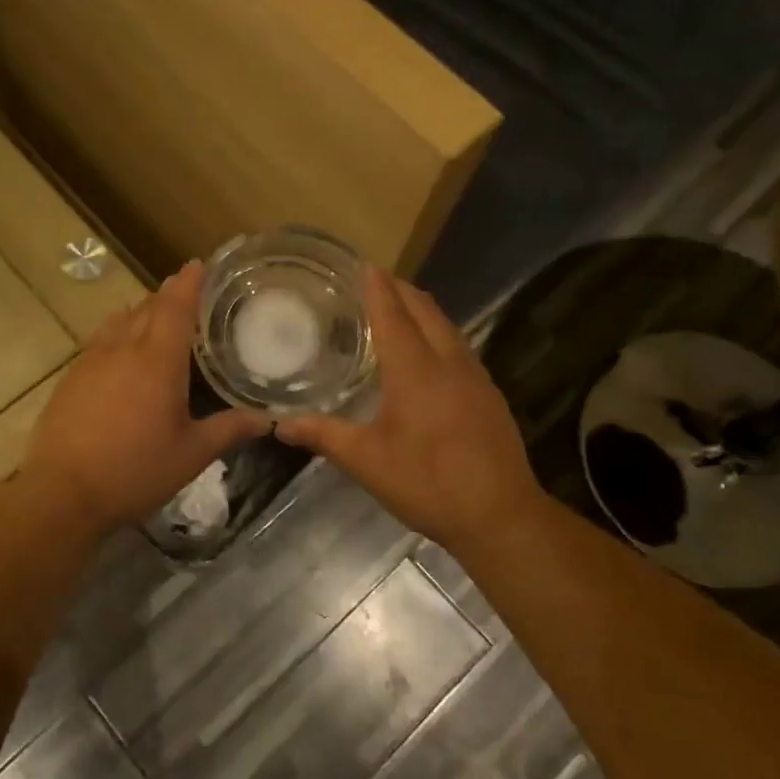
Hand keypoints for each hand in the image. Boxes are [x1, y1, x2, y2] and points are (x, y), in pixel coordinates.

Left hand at [21, 261, 269, 533]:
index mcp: (158, 360)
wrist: (62, 492)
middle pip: (147, 307)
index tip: (199, 264)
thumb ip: (230, 429)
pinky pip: (100, 340)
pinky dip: (118, 333)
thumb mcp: (191, 454)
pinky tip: (123, 354)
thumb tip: (268, 419)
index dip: (189, 282)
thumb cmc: (135, 470)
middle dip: (168, 296)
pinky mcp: (71, 376)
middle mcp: (123, 348)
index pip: (175, 305)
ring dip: (141, 313)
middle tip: (188, 296)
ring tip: (157, 321)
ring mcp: (91, 359)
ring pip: (120, 320)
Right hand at [277, 268, 542, 555]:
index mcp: (415, 369)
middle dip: (399, 289)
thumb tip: (279, 425)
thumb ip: (323, 435)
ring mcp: (475, 376)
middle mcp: (448, 361)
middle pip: (424, 309)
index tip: (363, 264)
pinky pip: (459, 346)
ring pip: (446, 325)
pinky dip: (438, 333)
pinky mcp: (488, 394)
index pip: (393, 313)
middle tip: (373, 281)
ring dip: (421, 309)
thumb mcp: (366, 461)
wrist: (499, 514)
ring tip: (397, 307)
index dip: (376, 287)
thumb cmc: (427, 482)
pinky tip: (429, 353)